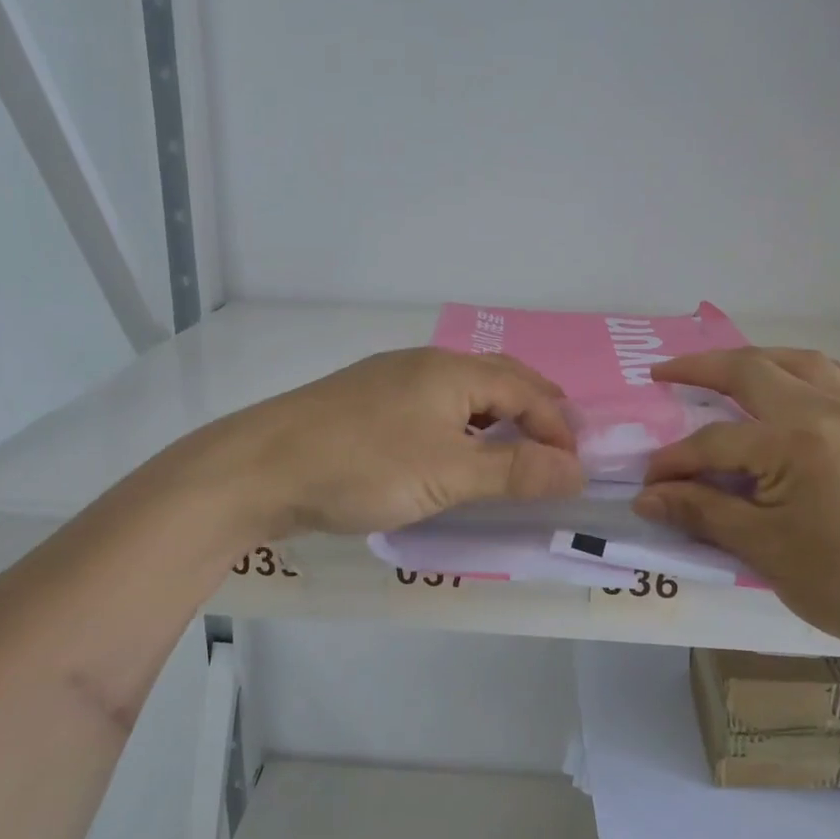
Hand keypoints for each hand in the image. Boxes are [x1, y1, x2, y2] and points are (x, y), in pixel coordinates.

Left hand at [196, 348, 585, 537]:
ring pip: (463, 393)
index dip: (558, 428)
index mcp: (452, 371)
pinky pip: (433, 407)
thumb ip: (515, 472)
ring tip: (513, 451)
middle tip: (556, 446)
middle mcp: (425, 364)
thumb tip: (577, 470)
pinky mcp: (366, 404)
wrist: (262, 468)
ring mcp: (391, 381)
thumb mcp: (448, 474)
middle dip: (534, 410)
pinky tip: (453, 452)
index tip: (574, 470)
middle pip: (497, 379)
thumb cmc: (364, 466)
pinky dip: (462, 426)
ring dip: (497, 418)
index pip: (526, 390)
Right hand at [633, 348, 839, 655]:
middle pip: (755, 371)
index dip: (674, 462)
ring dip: (760, 359)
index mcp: (795, 442)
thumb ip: (701, 513)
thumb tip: (645, 497)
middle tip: (665, 372)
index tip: (648, 485)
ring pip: (806, 363)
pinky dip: (818, 374)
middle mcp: (831, 411)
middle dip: (702, 368)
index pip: (715, 442)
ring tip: (730, 370)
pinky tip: (808, 387)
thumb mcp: (765, 550)